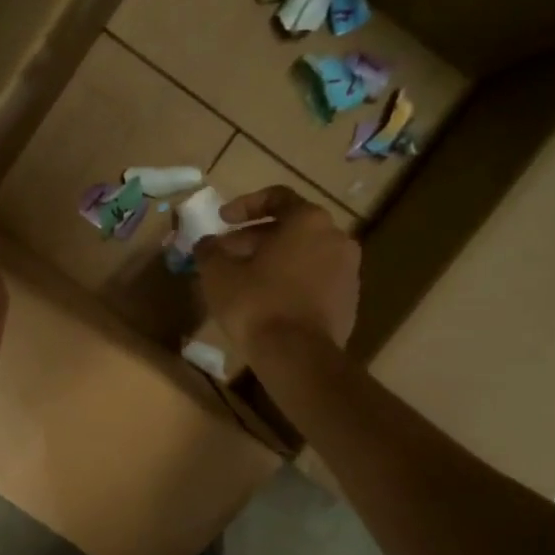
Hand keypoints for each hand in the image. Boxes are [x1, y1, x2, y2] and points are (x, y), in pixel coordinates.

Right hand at [195, 186, 360, 357]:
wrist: (299, 357)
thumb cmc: (257, 304)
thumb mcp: (218, 274)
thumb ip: (209, 251)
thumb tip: (205, 243)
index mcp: (308, 220)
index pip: (277, 197)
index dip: (244, 205)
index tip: (222, 220)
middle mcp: (336, 238)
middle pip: (291, 228)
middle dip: (254, 238)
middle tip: (226, 255)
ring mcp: (348, 271)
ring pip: (304, 255)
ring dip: (273, 261)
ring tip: (244, 280)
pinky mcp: (349, 301)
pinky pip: (315, 281)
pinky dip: (291, 283)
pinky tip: (267, 303)